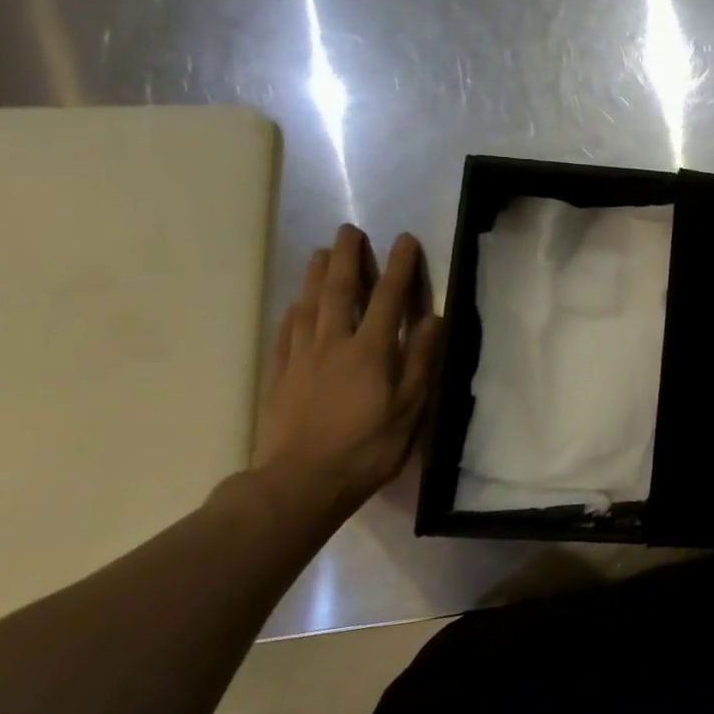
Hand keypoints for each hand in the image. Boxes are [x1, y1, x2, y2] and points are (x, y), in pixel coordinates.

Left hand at [252, 225, 441, 516]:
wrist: (301, 482)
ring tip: (321, 253)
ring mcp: (301, 358)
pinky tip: (295, 305)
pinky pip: (286, 333)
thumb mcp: (410, 408)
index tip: (404, 239)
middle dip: (348, 258)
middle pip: (340, 291)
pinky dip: (293, 312)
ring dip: (317, 276)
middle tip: (349, 231)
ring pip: (308, 306)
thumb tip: (433, 318)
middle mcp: (333, 344)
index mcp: (370, 351)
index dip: (399, 267)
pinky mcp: (279, 376)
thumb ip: (421, 360)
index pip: (388, 298)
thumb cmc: (368, 447)